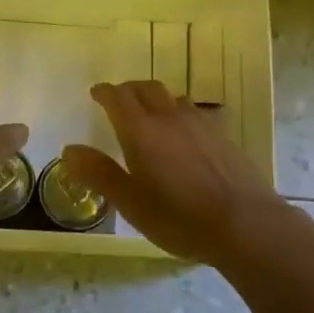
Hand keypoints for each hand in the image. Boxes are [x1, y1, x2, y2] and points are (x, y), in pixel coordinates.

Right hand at [61, 81, 288, 264]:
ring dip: (157, 100)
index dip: (105, 92)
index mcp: (141, 131)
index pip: (118, 98)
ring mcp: (201, 124)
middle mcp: (170, 118)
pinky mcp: (223, 136)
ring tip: (151, 115)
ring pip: (174, 98)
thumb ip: (99, 173)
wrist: (244, 223)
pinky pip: (195, 114)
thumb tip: (69, 150)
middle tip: (119, 100)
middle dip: (129, 90)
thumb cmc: (179, 218)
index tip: (96, 93)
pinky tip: (185, 135)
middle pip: (147, 89)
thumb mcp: (131, 202)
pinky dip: (180, 114)